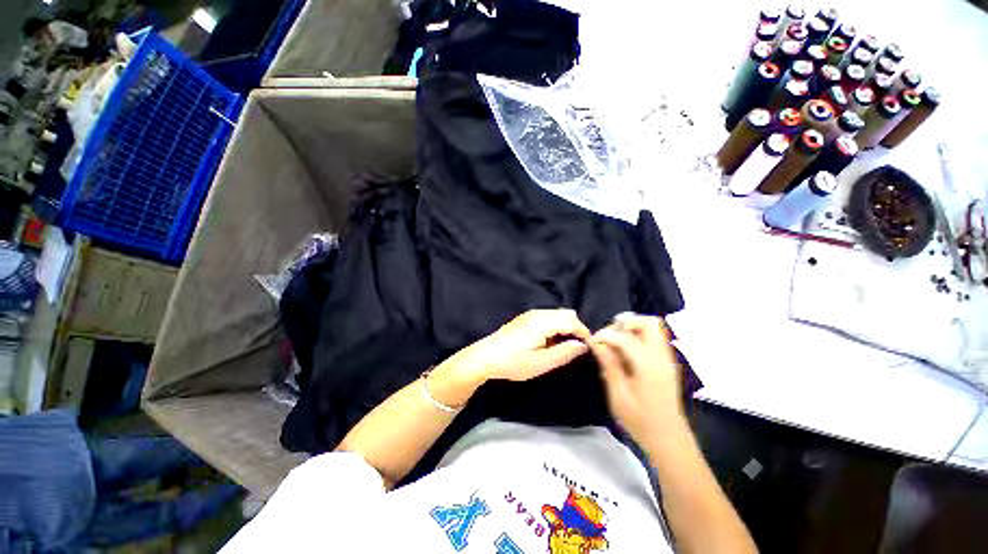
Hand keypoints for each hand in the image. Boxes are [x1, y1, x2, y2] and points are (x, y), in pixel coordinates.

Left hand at [440, 309, 590, 382]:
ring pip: (557, 314)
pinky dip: (555, 326)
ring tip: (562, 347)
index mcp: (543, 322)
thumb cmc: (513, 363)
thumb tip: (583, 346)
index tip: (588, 348)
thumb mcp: (541, 363)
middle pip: (566, 314)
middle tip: (575, 349)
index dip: (584, 333)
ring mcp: (530, 314)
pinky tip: (549, 342)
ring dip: (565, 327)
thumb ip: (564, 353)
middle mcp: (538, 313)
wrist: (485, 357)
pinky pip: (548, 317)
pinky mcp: (525, 318)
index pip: (572, 321)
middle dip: (575, 329)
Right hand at [589, 314, 684, 444]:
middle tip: (609, 335)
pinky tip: (625, 352)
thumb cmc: (641, 421)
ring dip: (632, 328)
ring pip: (653, 328)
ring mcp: (667, 359)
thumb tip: (596, 342)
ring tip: (615, 343)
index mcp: (649, 366)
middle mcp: (661, 357)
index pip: (625, 337)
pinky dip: (638, 337)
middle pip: (649, 323)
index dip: (605, 335)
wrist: (669, 440)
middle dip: (626, 323)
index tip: (592, 341)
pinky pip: (653, 339)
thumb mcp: (618, 395)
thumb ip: (609, 364)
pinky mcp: (666, 363)